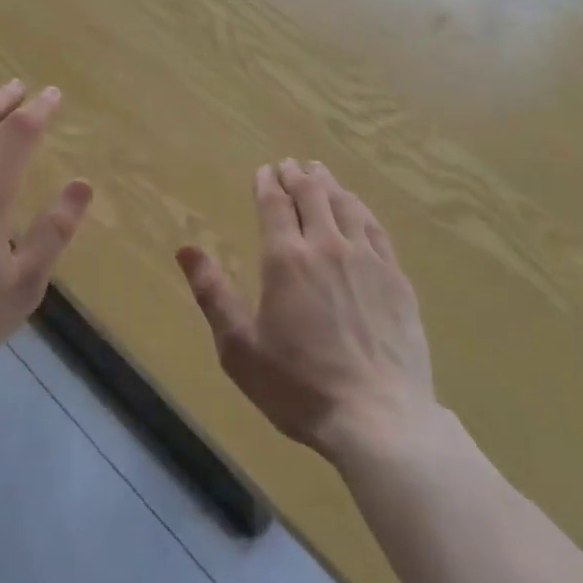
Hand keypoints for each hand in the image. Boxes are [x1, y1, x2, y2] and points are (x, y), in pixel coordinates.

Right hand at [177, 160, 435, 464]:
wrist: (379, 418)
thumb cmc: (299, 386)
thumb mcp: (239, 347)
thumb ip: (213, 293)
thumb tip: (186, 249)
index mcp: (286, 259)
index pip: (275, 204)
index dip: (267, 183)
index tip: (264, 170)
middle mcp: (327, 246)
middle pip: (312, 195)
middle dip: (297, 175)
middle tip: (290, 164)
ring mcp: (367, 259)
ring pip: (345, 204)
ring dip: (329, 184)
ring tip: (320, 171)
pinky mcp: (396, 278)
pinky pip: (375, 228)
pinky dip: (360, 208)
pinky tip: (358, 208)